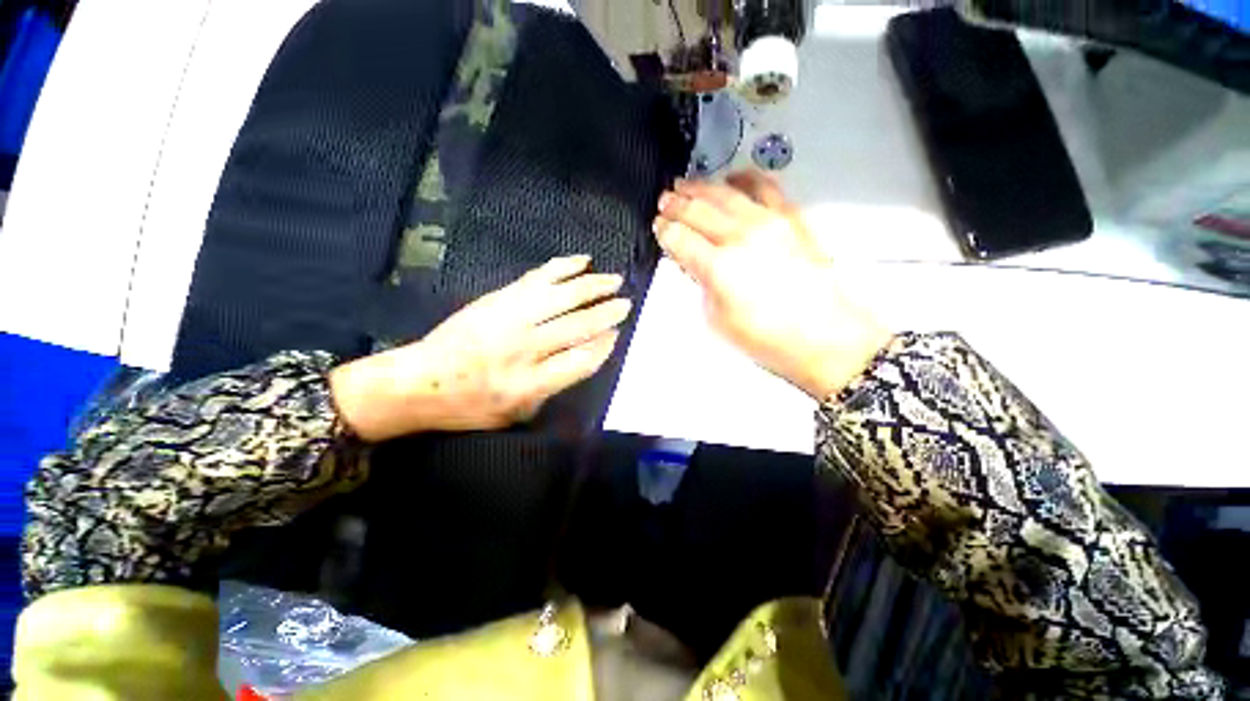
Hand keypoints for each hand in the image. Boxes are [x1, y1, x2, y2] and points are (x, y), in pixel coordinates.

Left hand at [330, 255, 630, 440]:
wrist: (420, 381)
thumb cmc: (473, 405)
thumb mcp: (519, 412)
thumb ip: (556, 386)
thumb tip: (589, 353)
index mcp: (529, 384)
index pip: (582, 360)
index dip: (605, 346)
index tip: (618, 335)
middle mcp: (523, 349)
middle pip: (577, 326)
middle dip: (607, 313)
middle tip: (627, 304)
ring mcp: (509, 318)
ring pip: (562, 296)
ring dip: (593, 287)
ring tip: (615, 280)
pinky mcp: (497, 298)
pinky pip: (537, 278)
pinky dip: (563, 267)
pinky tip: (582, 261)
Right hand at [654, 171, 891, 400]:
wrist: (824, 336)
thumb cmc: (766, 338)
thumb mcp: (718, 320)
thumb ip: (703, 285)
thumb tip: (697, 263)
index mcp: (718, 267)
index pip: (680, 238)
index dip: (664, 231)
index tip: (657, 227)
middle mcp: (740, 237)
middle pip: (698, 210)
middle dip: (675, 204)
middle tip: (663, 200)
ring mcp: (767, 222)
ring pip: (725, 194)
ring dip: (700, 187)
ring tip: (685, 185)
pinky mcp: (791, 218)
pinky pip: (764, 187)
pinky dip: (744, 179)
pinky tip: (732, 179)